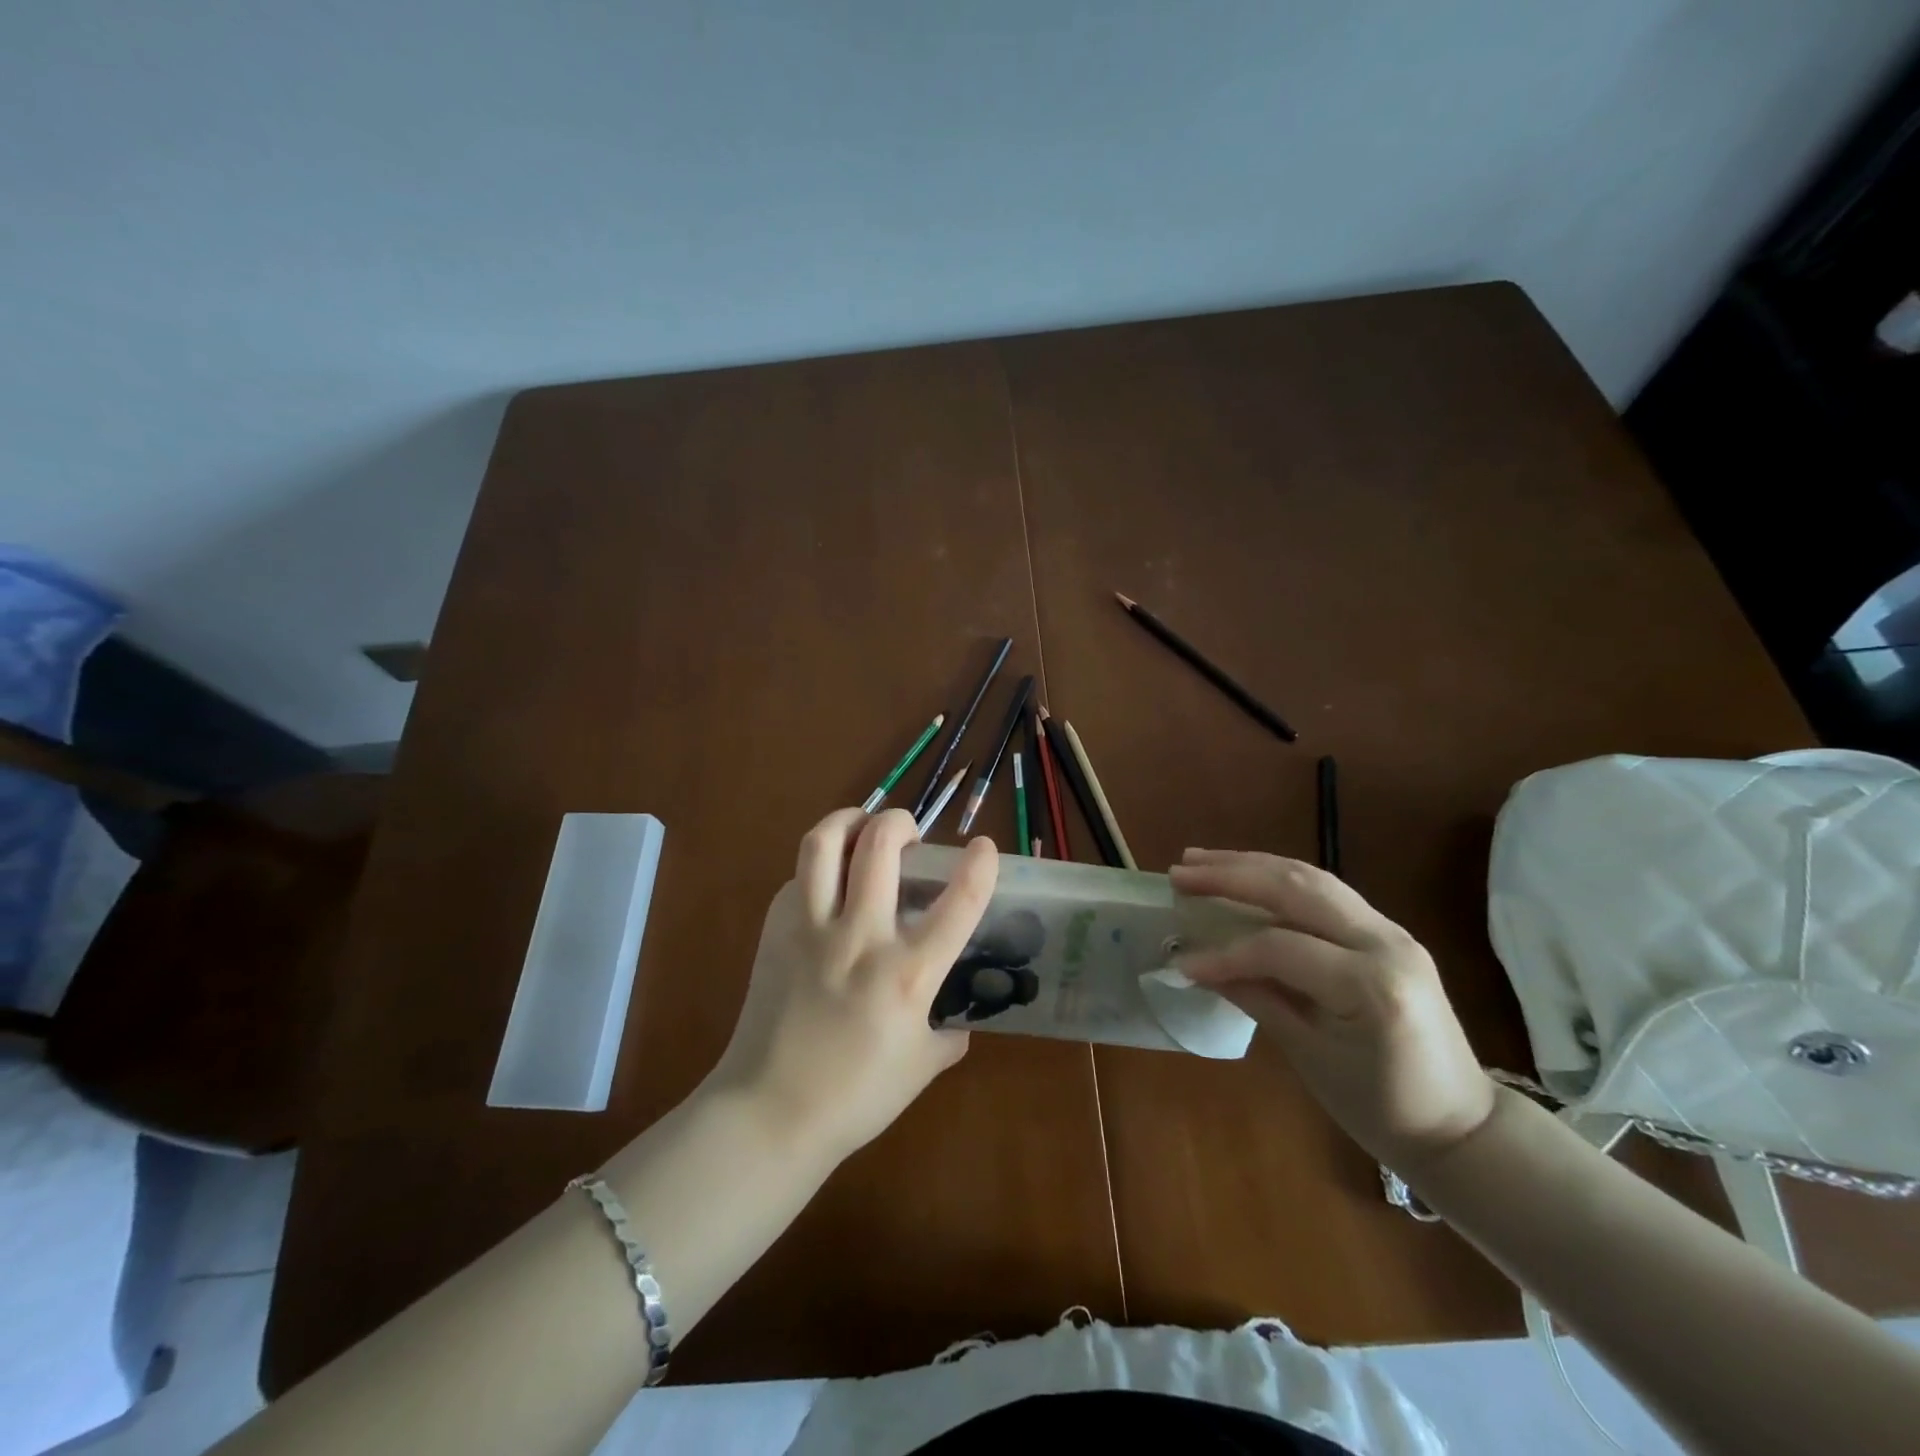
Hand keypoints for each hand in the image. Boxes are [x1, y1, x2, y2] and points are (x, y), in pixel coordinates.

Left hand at [708, 807, 997, 1163]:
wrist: (769, 1112)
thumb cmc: (855, 1097)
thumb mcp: (921, 1068)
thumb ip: (949, 1037)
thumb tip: (960, 1022)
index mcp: (908, 973)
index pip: (958, 902)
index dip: (980, 865)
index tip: (984, 847)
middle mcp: (861, 937)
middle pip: (880, 844)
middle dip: (900, 821)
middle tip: (907, 833)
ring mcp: (811, 929)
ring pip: (824, 843)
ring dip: (848, 820)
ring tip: (861, 827)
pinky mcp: (775, 932)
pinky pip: (797, 878)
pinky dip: (817, 868)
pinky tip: (825, 883)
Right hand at [1170, 849, 1493, 1172]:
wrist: (1461, 1125)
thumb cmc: (1382, 1108)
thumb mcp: (1311, 1057)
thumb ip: (1256, 998)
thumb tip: (1197, 966)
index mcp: (1371, 985)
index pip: (1279, 947)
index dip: (1224, 952)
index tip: (1181, 963)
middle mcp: (1385, 942)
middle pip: (1296, 890)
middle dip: (1232, 875)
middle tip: (1180, 872)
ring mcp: (1390, 931)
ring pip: (1311, 878)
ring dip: (1253, 865)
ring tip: (1203, 861)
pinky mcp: (1386, 931)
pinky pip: (1326, 892)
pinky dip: (1279, 878)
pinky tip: (1248, 875)